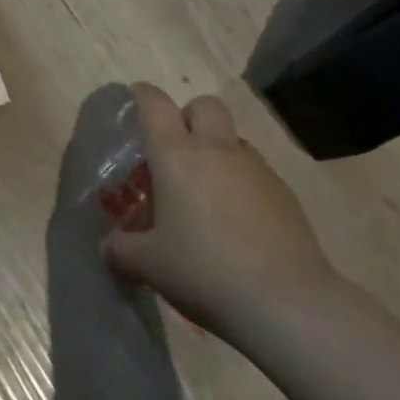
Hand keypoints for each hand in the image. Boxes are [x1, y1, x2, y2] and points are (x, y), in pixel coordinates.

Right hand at [104, 85, 338, 338]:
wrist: (288, 304)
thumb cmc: (205, 272)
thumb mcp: (149, 265)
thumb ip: (122, 249)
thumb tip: (110, 247)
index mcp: (176, 155)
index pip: (155, 104)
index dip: (142, 95)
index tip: (135, 100)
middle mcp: (216, 150)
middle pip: (204, 106)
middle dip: (189, 116)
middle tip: (176, 150)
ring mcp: (256, 170)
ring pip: (234, 140)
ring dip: (219, 153)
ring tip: (209, 195)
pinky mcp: (287, 195)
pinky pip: (257, 174)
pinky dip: (243, 186)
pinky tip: (240, 225)